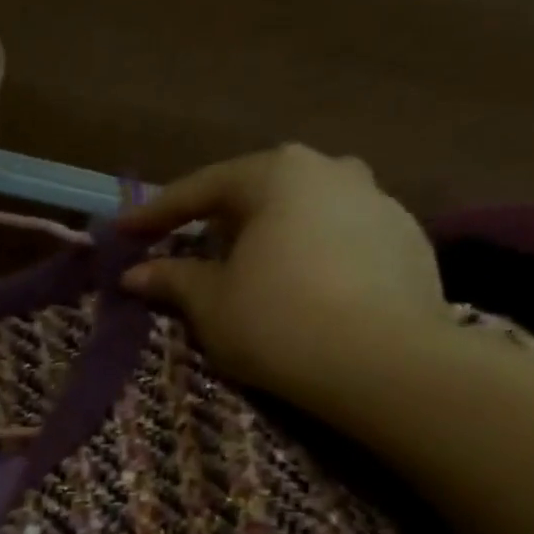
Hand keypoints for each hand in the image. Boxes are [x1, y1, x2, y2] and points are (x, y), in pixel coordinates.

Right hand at [119, 145, 446, 400]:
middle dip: (219, 222)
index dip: (157, 214)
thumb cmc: (278, 323)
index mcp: (277, 174)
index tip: (125, 232)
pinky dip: (311, 258)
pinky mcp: (408, 241)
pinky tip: (303, 292)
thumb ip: (172, 279)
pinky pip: (340, 241)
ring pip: (305, 215)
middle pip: (259, 194)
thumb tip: (135, 273)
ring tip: (250, 273)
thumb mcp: (211, 304)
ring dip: (270, 239)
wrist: (383, 363)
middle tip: (189, 249)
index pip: (202, 189)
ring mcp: (380, 202)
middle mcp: (332, 170)